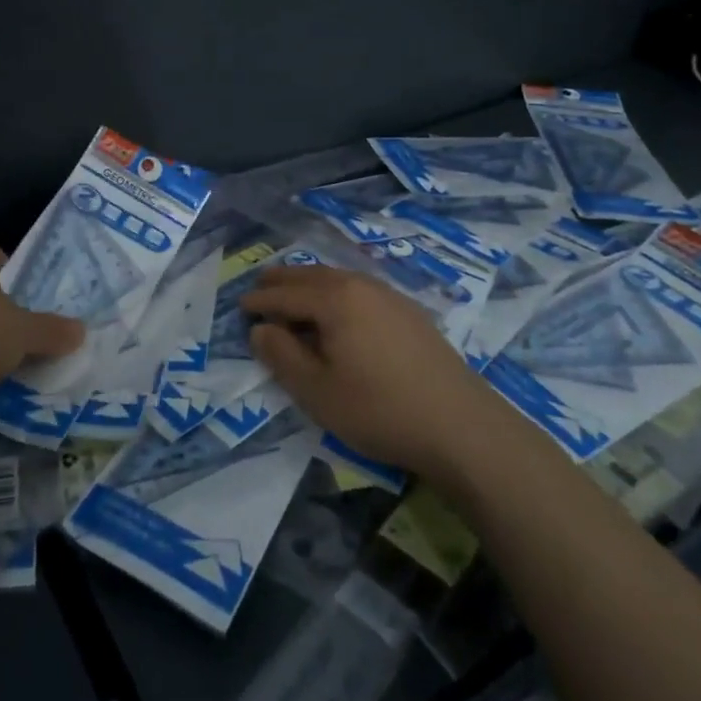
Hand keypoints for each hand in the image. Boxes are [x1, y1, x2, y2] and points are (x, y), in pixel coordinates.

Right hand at [241, 264, 486, 477]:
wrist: (460, 425)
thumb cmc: (379, 409)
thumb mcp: (317, 391)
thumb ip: (282, 356)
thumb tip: (260, 330)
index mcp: (334, 299)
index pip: (285, 295)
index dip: (260, 302)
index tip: (240, 308)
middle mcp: (360, 285)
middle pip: (311, 275)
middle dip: (282, 281)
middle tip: (260, 286)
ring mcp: (389, 295)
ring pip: (338, 278)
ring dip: (310, 283)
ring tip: (294, 294)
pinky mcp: (409, 312)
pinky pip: (359, 288)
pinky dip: (336, 291)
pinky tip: (339, 309)